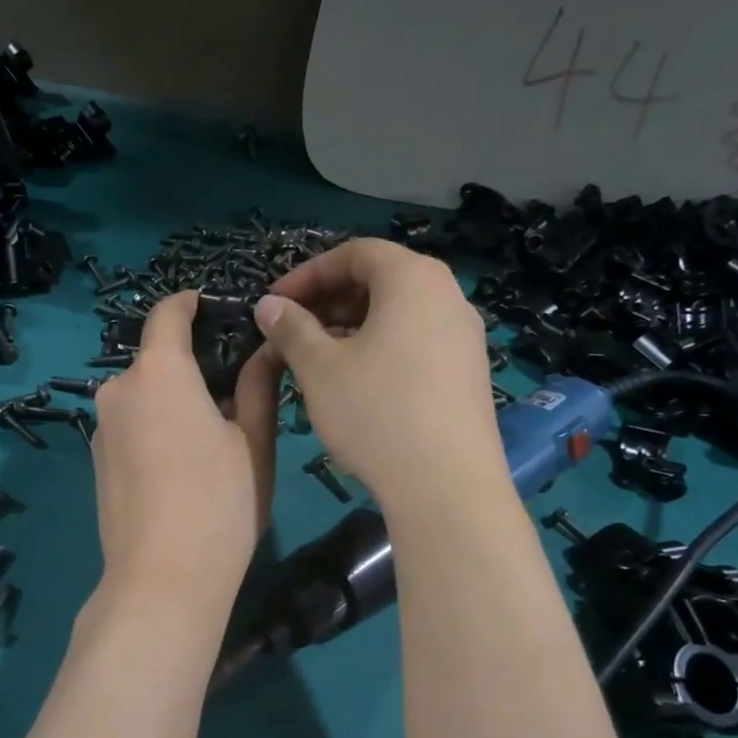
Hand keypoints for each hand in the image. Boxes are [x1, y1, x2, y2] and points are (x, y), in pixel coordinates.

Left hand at [90, 292, 281, 615]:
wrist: (163, 580)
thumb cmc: (220, 505)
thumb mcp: (252, 443)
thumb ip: (257, 387)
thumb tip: (266, 348)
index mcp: (158, 374)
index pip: (166, 315)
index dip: (189, 304)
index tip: (209, 305)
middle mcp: (118, 391)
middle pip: (155, 362)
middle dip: (189, 368)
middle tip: (231, 395)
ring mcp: (101, 430)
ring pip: (142, 398)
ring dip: (171, 403)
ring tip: (209, 439)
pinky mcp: (95, 463)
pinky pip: (129, 428)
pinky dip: (153, 430)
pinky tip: (178, 469)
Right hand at [254, 239, 502, 510]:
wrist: (446, 485)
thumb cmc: (376, 412)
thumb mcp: (320, 368)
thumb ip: (291, 328)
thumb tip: (268, 305)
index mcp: (414, 280)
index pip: (356, 253)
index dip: (308, 273)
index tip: (275, 303)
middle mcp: (448, 296)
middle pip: (381, 280)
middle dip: (330, 300)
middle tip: (293, 331)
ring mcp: (465, 336)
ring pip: (399, 314)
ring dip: (352, 326)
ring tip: (318, 359)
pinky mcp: (469, 373)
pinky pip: (417, 342)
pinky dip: (381, 348)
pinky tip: (356, 383)